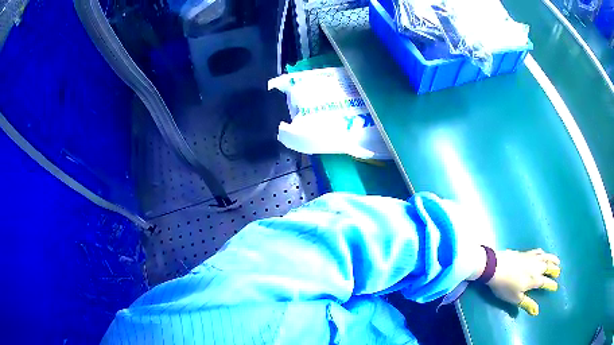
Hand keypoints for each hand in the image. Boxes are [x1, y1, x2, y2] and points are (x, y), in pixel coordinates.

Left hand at [487, 248, 560, 315]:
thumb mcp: (516, 299)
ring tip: (557, 261)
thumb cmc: (506, 286)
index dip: (551, 285)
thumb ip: (527, 304)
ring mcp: (531, 258)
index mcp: (535, 279)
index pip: (546, 282)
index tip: (555, 287)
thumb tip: (537, 312)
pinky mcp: (525, 252)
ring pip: (545, 257)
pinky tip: (543, 253)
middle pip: (548, 267)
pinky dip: (543, 253)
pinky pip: (538, 251)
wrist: (496, 266)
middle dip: (554, 270)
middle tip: (558, 271)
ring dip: (552, 259)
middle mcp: (536, 267)